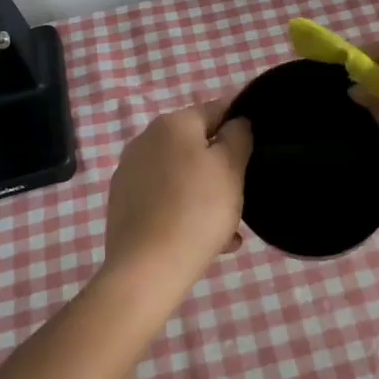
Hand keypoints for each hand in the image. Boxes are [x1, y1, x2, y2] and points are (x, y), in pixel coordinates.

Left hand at [101, 100, 252, 296]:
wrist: (146, 270)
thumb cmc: (197, 210)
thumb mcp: (231, 168)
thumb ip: (238, 136)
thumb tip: (236, 123)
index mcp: (172, 124)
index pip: (216, 109)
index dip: (240, 124)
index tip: (256, 149)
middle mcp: (145, 140)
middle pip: (196, 144)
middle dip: (221, 166)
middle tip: (241, 194)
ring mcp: (129, 173)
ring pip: (181, 175)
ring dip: (205, 192)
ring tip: (226, 227)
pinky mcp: (122, 204)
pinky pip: (164, 199)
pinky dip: (184, 211)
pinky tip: (204, 240)